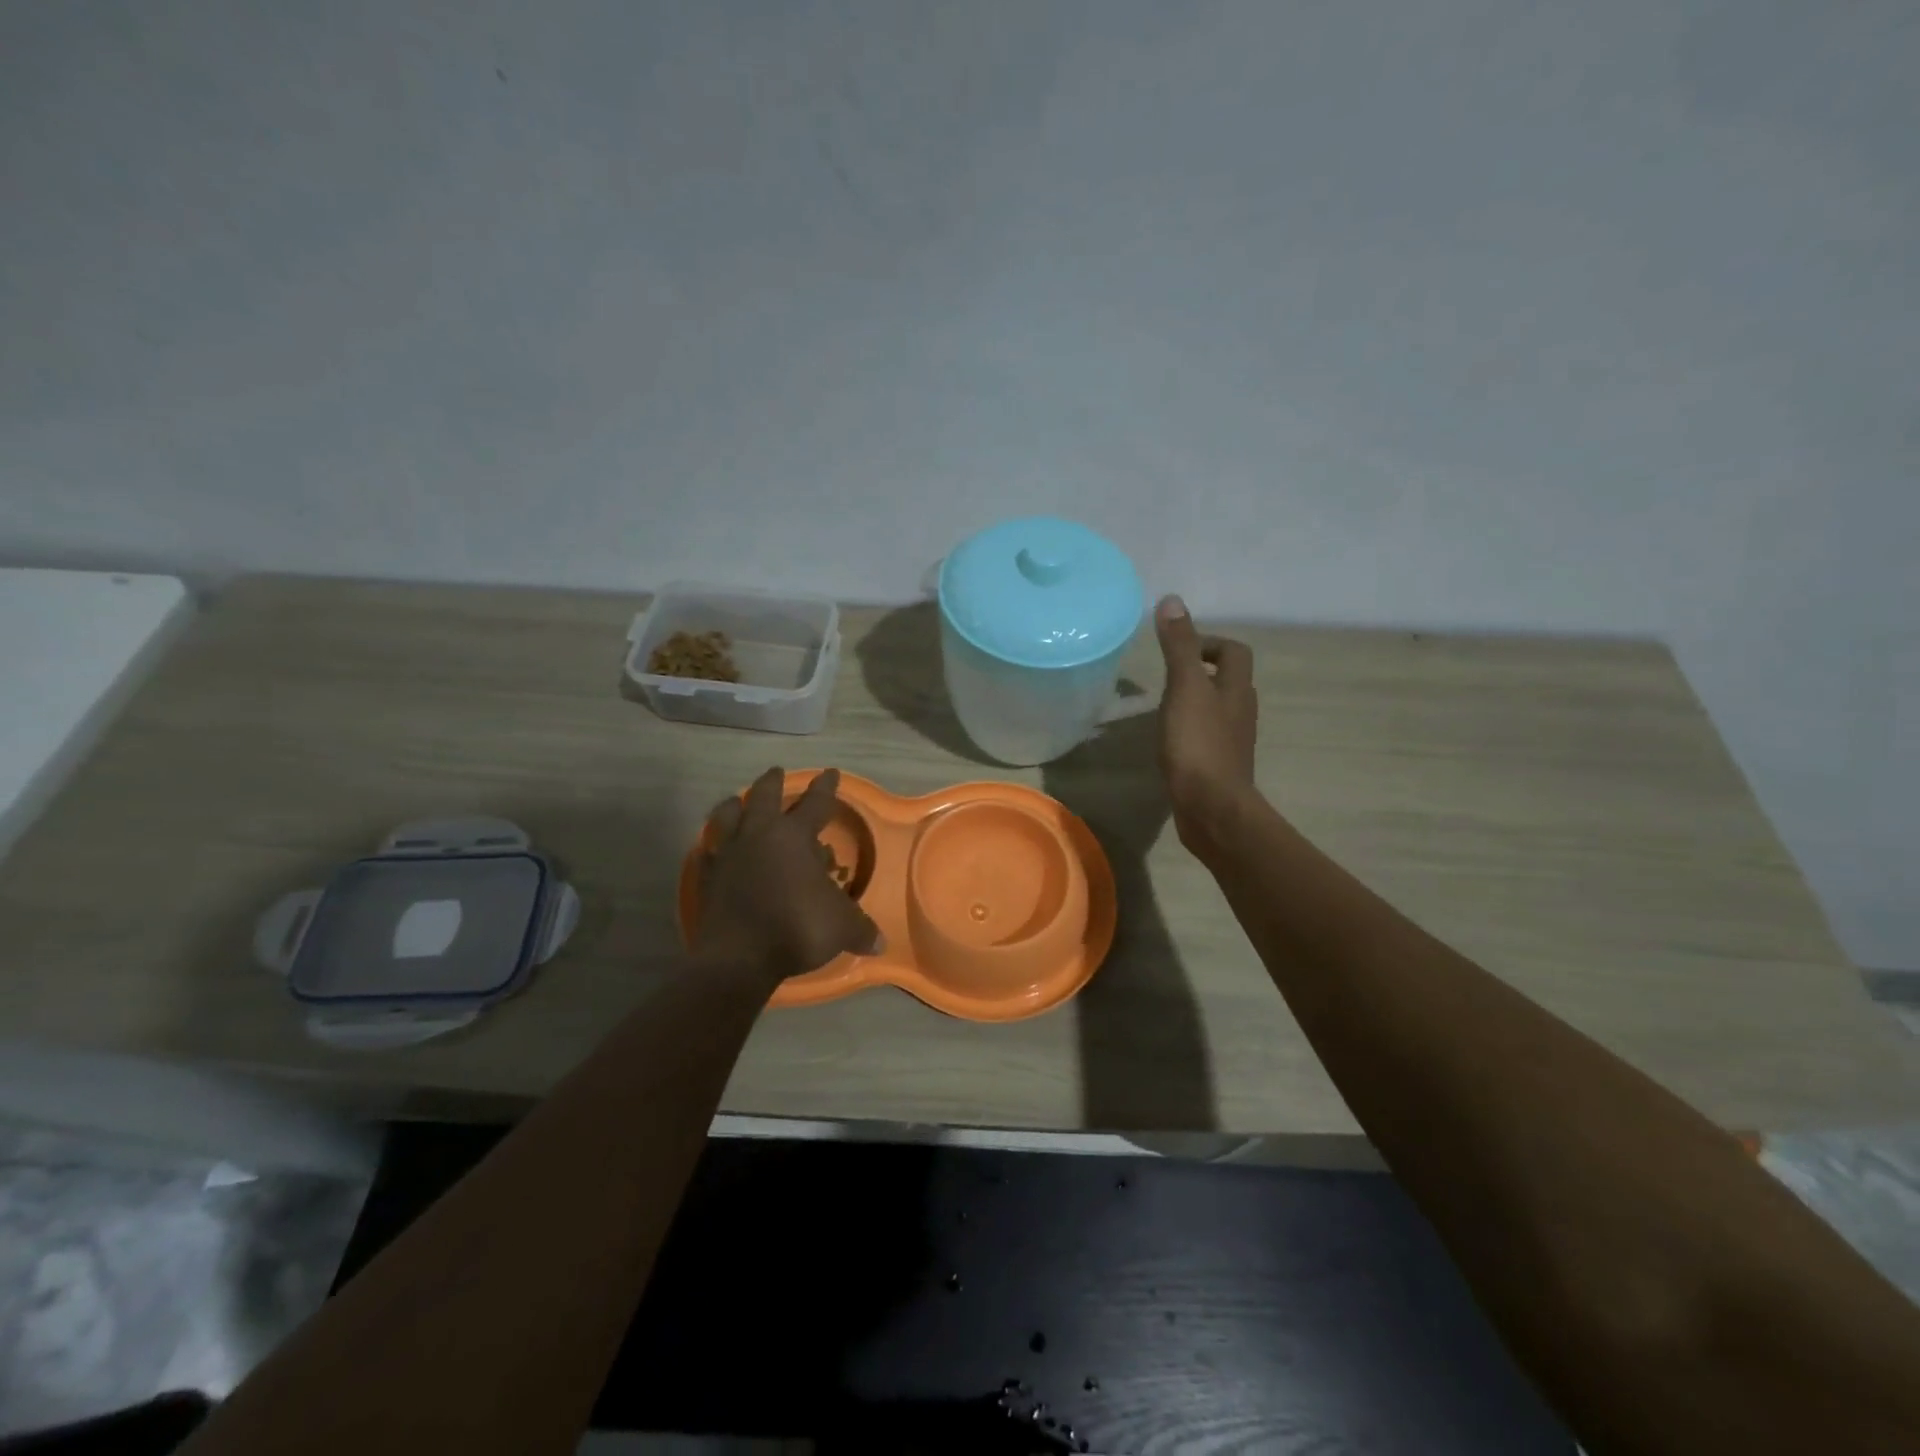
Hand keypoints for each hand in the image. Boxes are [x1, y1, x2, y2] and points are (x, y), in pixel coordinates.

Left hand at [694, 766, 883, 985]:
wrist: (739, 957)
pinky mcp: (708, 876)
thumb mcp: (841, 928)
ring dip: (736, 805)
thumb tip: (880, 943)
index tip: (830, 772)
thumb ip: (861, 929)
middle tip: (777, 772)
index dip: (826, 787)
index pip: (815, 803)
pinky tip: (716, 847)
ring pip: (728, 815)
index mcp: (794, 837)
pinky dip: (715, 844)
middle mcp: (759, 835)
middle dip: (773, 782)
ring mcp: (729, 853)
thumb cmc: (797, 928)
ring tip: (738, 801)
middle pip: (764, 796)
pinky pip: (710, 850)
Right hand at [1154, 594, 1258, 856]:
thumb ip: (1178, 646)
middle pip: (1229, 680)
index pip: (1235, 651)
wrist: (1211, 808)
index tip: (1178, 650)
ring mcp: (1232, 741)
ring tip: (1163, 706)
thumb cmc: (1198, 744)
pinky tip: (1170, 741)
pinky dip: (1191, 730)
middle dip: (1202, 671)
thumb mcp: (1184, 688)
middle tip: (1166, 676)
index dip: (1210, 643)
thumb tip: (1173, 601)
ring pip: (1218, 709)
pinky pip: (1207, 737)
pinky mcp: (1219, 766)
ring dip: (1196, 701)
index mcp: (1237, 689)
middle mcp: (1241, 711)